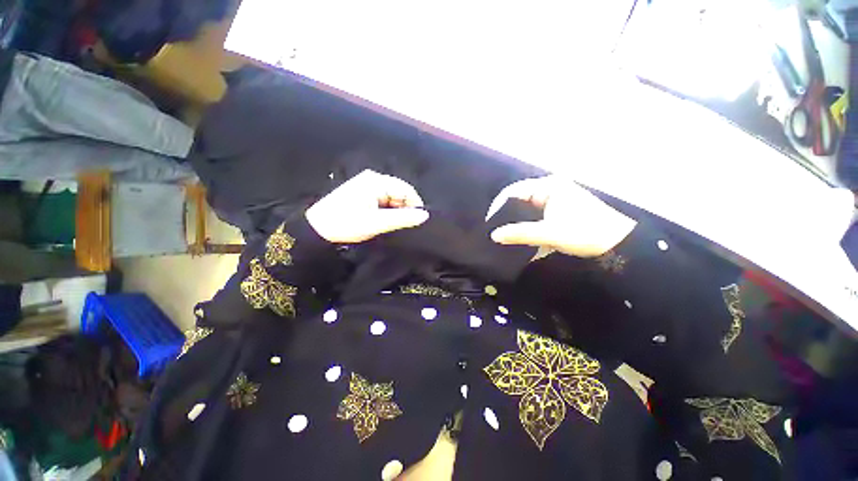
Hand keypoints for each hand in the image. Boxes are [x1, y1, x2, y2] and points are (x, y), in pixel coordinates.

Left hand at [306, 169, 428, 242]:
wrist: (317, 229)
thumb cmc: (347, 224)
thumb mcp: (377, 223)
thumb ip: (403, 218)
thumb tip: (425, 215)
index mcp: (376, 181)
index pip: (406, 190)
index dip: (415, 205)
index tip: (417, 221)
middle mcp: (373, 178)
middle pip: (399, 192)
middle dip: (404, 208)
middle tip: (403, 226)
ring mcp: (366, 184)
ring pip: (391, 197)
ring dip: (395, 210)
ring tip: (391, 224)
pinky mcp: (362, 192)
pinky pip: (382, 199)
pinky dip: (386, 210)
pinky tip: (382, 220)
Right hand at [487, 176, 635, 256]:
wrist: (619, 244)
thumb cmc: (585, 233)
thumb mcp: (549, 233)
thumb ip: (520, 234)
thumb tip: (494, 235)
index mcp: (549, 186)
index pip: (514, 191)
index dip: (499, 205)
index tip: (490, 222)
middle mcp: (551, 188)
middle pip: (520, 199)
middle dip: (507, 214)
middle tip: (495, 229)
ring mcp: (556, 199)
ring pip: (527, 208)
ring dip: (517, 221)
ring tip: (504, 233)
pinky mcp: (560, 210)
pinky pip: (536, 215)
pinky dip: (528, 224)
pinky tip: (522, 235)